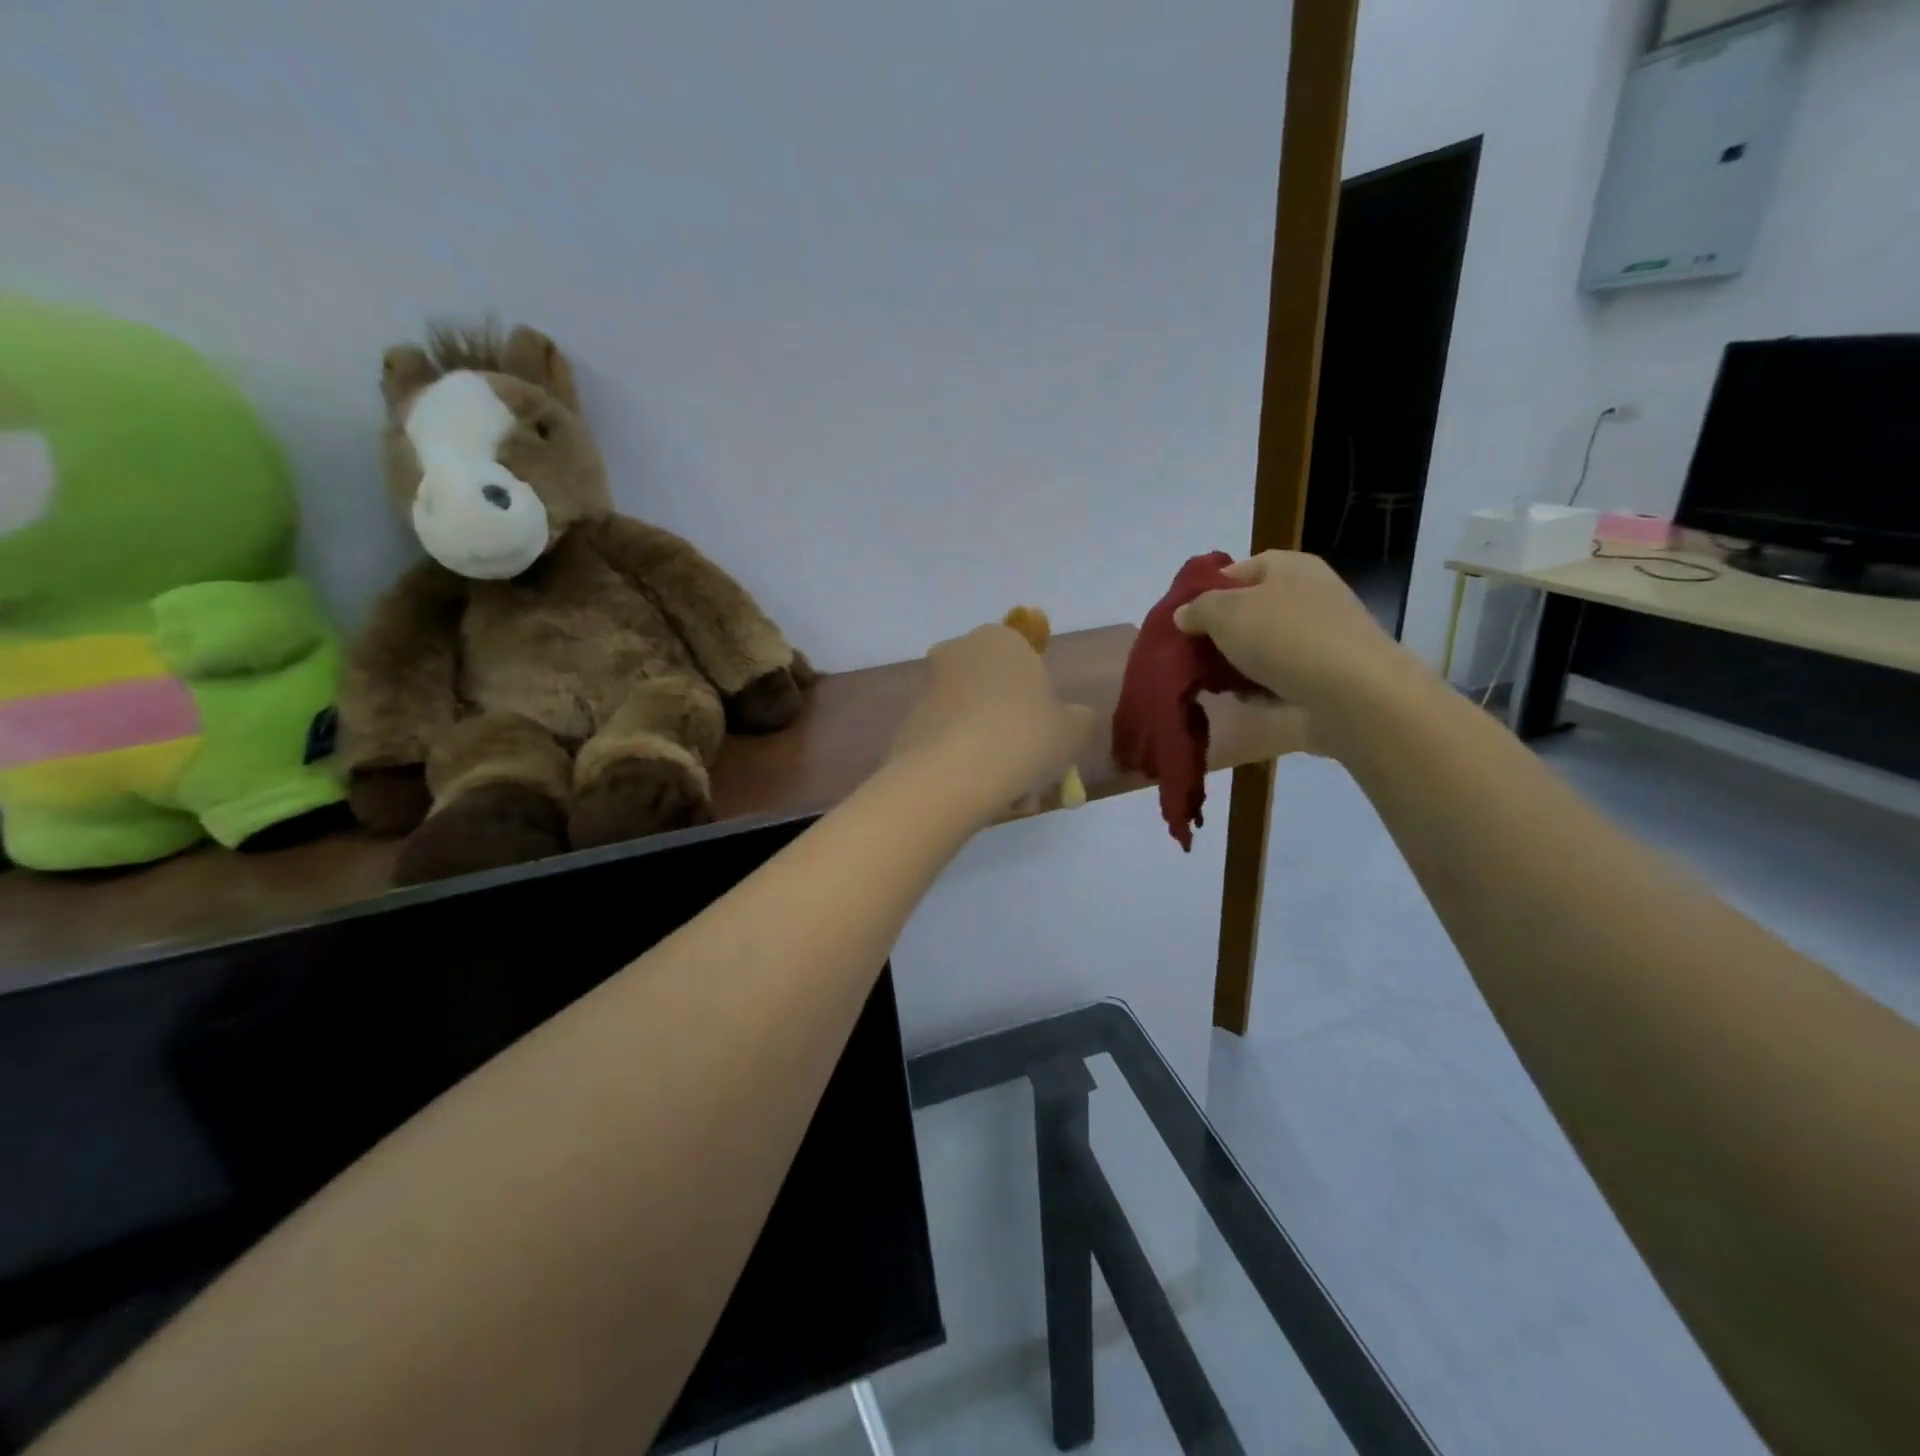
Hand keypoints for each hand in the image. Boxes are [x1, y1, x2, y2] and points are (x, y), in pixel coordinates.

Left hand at [889, 624, 1094, 817]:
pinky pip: (947, 739)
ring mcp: (927, 686)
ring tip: (1009, 799)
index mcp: (1000, 639)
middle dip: (1015, 735)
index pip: (1028, 664)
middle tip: (1031, 779)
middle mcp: (958, 652)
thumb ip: (1078, 718)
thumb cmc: (1022, 739)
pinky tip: (979, 796)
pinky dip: (964, 763)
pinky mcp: (907, 721)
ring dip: (992, 754)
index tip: (1048, 743)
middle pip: (997, 696)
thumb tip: (1070, 717)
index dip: (1042, 706)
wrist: (949, 776)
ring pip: (973, 722)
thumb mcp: (1074, 730)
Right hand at [1173, 551, 1412, 722]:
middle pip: (1251, 610)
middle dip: (1221, 635)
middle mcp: (1311, 593)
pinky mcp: (1331, 672)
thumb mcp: (1225, 614)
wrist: (1354, 693)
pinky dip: (1264, 688)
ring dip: (1240, 665)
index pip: (1236, 571)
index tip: (1184, 623)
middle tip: (1194, 658)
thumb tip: (1184, 614)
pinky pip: (1285, 676)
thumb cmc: (1285, 638)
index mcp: (1289, 566)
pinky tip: (1246, 702)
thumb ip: (1197, 609)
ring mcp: (1324, 634)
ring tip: (1214, 686)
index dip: (1206, 594)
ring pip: (1266, 646)